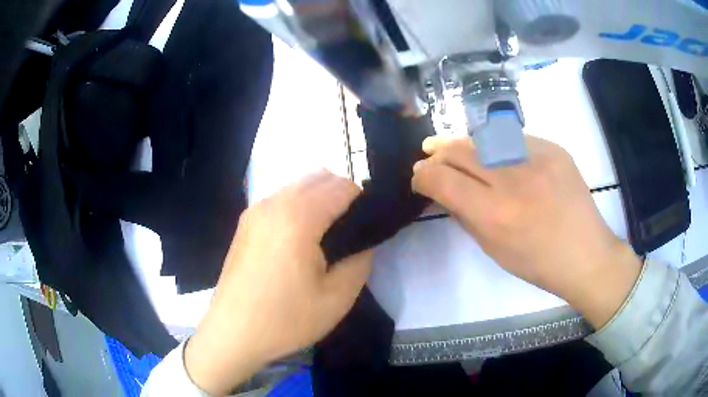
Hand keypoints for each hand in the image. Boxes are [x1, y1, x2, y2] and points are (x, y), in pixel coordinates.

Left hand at [185, 170, 372, 394]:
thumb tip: (364, 241)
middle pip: (320, 177)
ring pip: (299, 185)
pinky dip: (299, 204)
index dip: (363, 200)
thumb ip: (361, 260)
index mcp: (298, 217)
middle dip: (343, 194)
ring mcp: (255, 210)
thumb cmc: (285, 319)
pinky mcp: (245, 222)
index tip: (370, 225)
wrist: (233, 333)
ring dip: (320, 198)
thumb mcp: (337, 298)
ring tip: (327, 235)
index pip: (342, 187)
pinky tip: (300, 238)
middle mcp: (274, 203)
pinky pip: (281, 198)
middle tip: (352, 231)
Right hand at [412, 136, 641, 329]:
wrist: (586, 253)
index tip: (419, 178)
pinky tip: (493, 152)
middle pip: (460, 151)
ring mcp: (537, 159)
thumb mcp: (492, 248)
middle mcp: (513, 180)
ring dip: (463, 144)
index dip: (423, 175)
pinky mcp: (554, 149)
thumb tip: (442, 189)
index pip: (442, 180)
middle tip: (429, 155)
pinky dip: (495, 145)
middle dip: (438, 153)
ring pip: (484, 137)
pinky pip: (513, 139)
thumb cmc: (537, 262)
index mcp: (494, 215)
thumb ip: (463, 214)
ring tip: (453, 148)